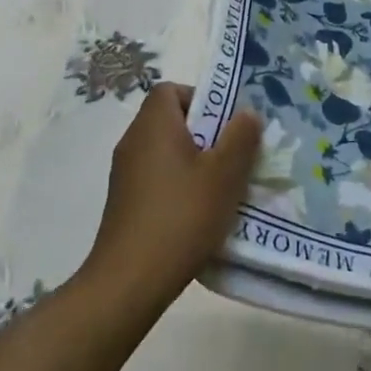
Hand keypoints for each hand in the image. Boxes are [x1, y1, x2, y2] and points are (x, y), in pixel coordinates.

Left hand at [83, 83, 261, 312]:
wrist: (128, 281)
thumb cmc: (181, 216)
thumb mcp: (224, 175)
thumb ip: (240, 138)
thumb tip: (246, 113)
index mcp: (154, 124)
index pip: (171, 90)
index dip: (201, 99)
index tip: (225, 125)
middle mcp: (134, 141)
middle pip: (171, 121)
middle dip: (204, 135)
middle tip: (231, 159)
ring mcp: (124, 173)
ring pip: (165, 152)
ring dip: (192, 164)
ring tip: (220, 190)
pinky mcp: (123, 203)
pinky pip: (155, 179)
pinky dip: (176, 187)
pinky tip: (196, 216)